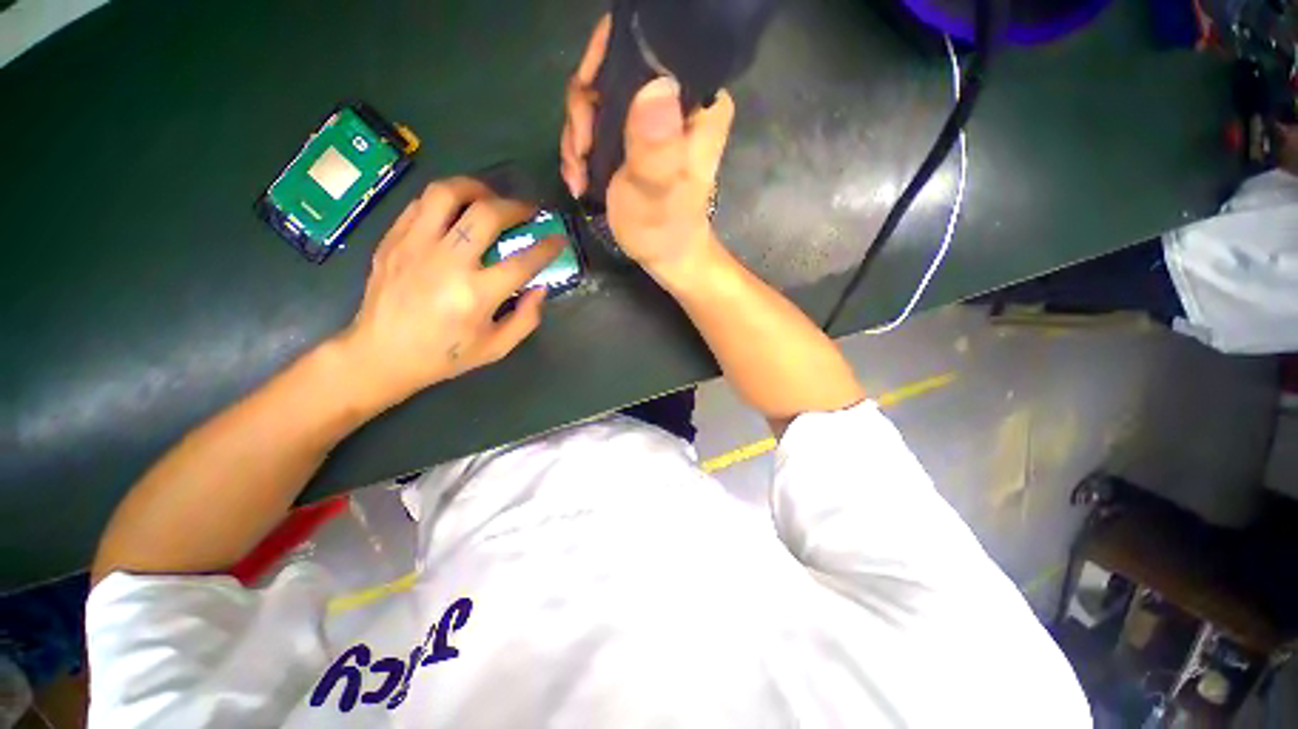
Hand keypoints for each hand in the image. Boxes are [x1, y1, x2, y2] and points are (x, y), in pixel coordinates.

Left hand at [336, 178, 562, 407]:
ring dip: (477, 188)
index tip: (559, 239)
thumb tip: (540, 287)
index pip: (523, 262)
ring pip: (447, 194)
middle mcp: (447, 263)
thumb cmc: (444, 355)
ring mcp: (415, 246)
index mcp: (476, 295)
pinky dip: (446, 201)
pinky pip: (421, 203)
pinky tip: (457, 212)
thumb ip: (526, 318)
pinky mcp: (393, 240)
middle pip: (487, 214)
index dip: (547, 247)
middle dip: (516, 207)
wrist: (381, 354)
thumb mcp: (496, 348)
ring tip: (490, 198)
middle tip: (528, 211)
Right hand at [560, 15, 735, 274]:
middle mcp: (676, 98)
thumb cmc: (665, 230)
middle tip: (580, 154)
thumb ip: (656, 148)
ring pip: (597, 95)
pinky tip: (579, 177)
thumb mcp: (657, 193)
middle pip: (613, 70)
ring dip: (577, 136)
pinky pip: (595, 120)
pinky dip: (580, 147)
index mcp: (697, 102)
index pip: (648, 46)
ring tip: (578, 175)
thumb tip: (657, 87)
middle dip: (585, 112)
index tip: (587, 109)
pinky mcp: (634, 134)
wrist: (665, 256)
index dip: (605, 63)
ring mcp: (652, 116)